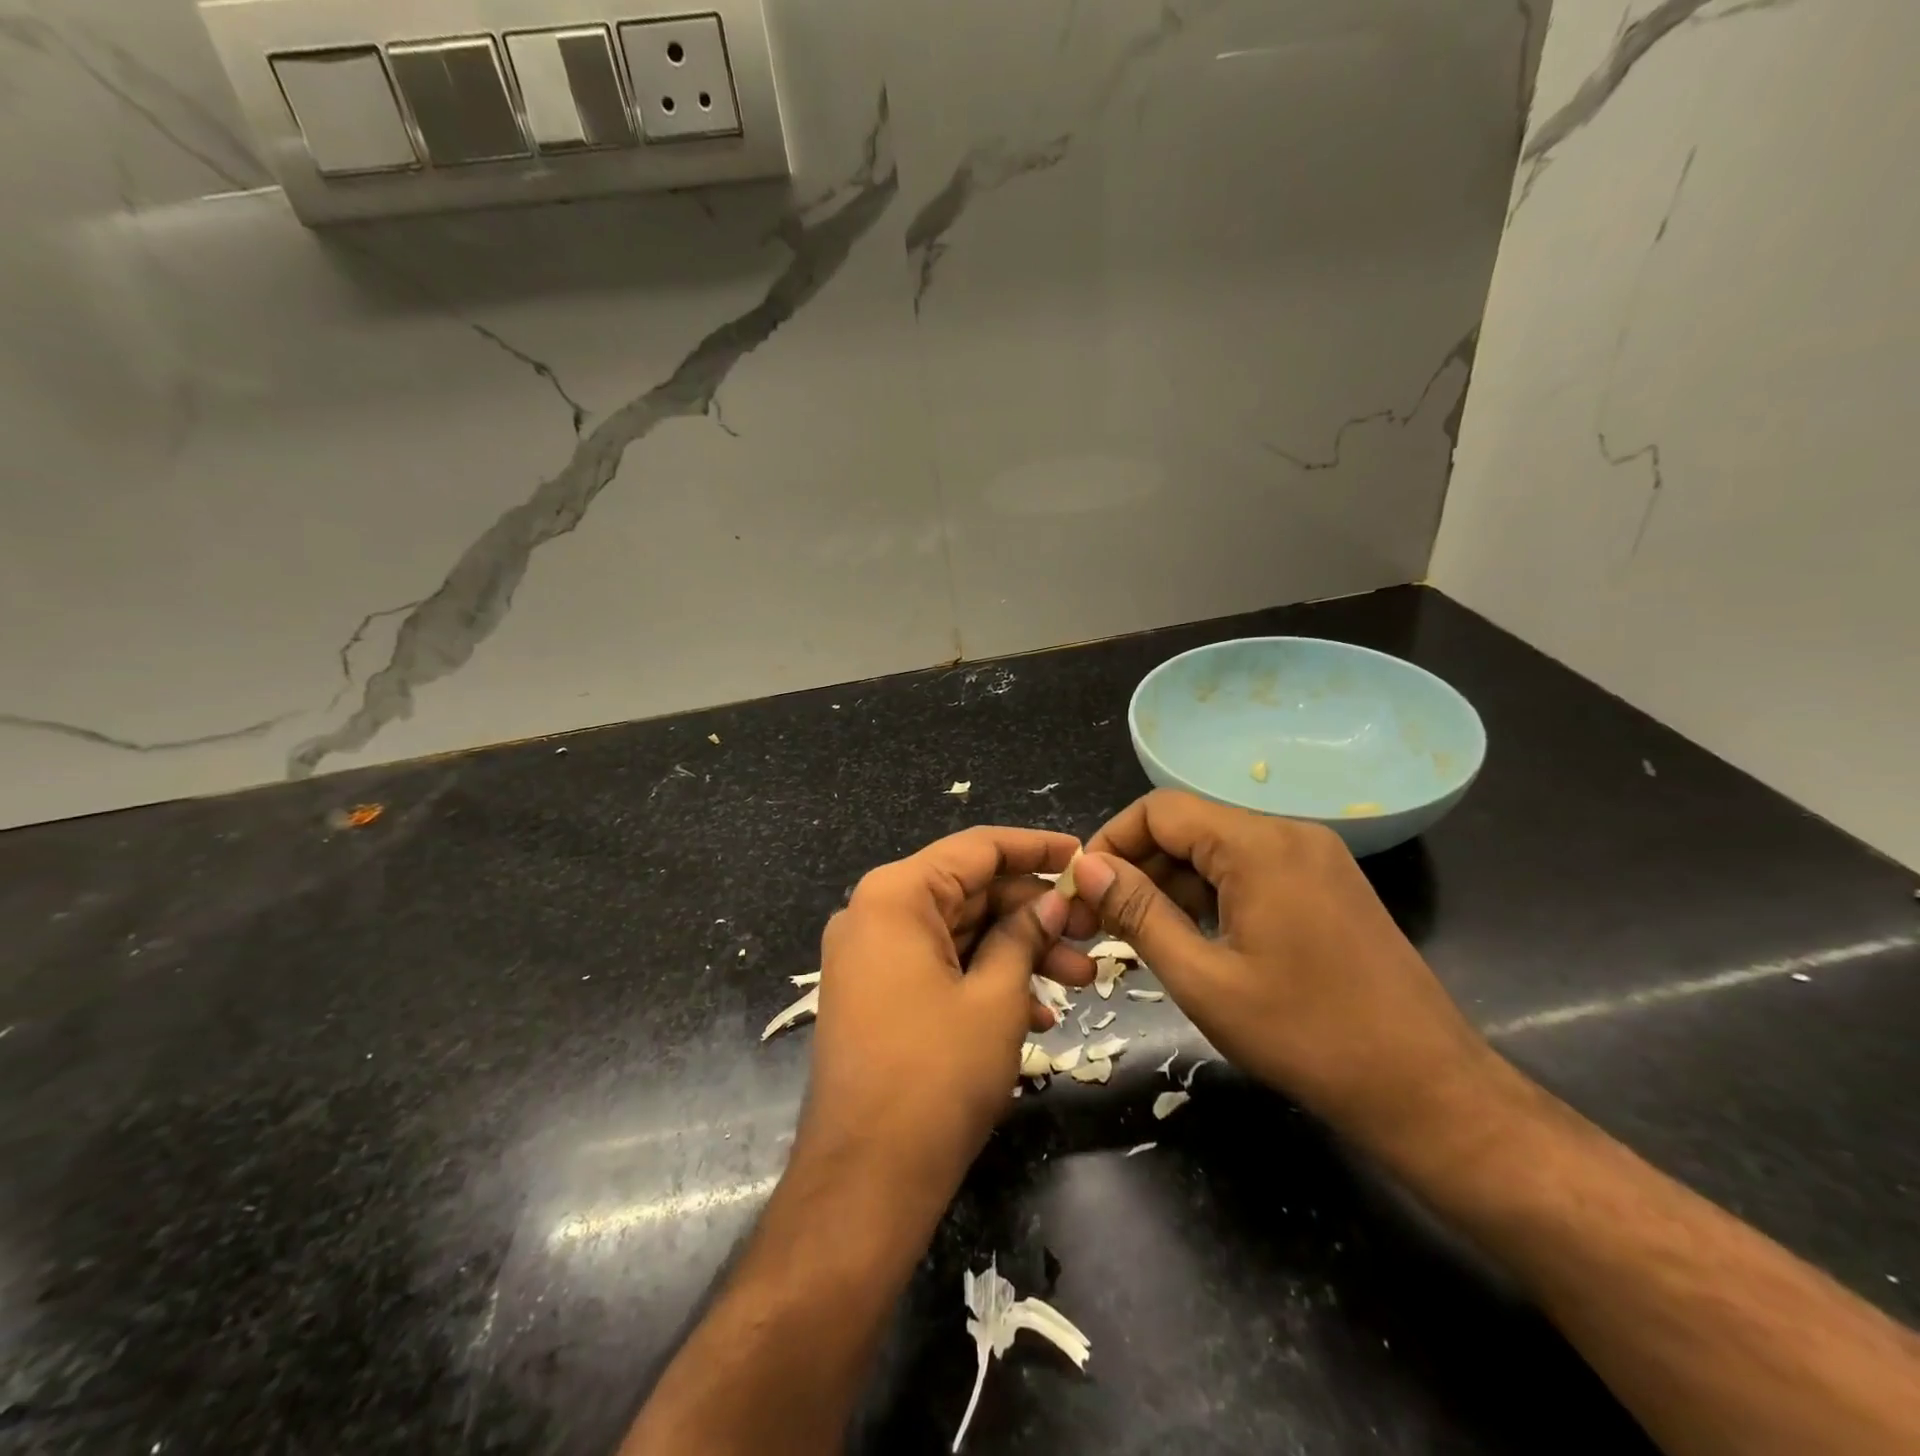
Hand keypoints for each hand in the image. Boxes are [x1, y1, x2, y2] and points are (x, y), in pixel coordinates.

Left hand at [799, 827, 1095, 1198]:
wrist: (864, 1181)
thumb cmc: (936, 1077)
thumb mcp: (996, 998)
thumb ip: (1024, 935)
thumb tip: (1052, 900)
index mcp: (895, 895)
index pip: (976, 849)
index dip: (1035, 849)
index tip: (1082, 855)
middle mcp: (874, 913)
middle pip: (969, 892)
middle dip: (1033, 914)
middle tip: (1092, 934)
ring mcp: (870, 956)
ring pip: (959, 932)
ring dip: (1018, 952)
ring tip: (1079, 980)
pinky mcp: (875, 994)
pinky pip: (939, 966)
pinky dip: (985, 980)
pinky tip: (1037, 1015)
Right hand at [1077, 790, 1500, 1156]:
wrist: (1427, 1088)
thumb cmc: (1306, 1036)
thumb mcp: (1203, 979)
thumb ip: (1137, 913)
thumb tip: (1086, 868)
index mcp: (1258, 845)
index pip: (1159, 810)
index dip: (1111, 842)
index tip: (1083, 890)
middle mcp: (1288, 833)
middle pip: (1188, 827)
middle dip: (1138, 867)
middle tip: (1101, 921)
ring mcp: (1314, 857)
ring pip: (1217, 850)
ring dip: (1172, 884)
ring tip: (1140, 935)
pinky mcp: (1327, 884)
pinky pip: (1250, 870)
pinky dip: (1211, 894)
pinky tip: (1193, 937)